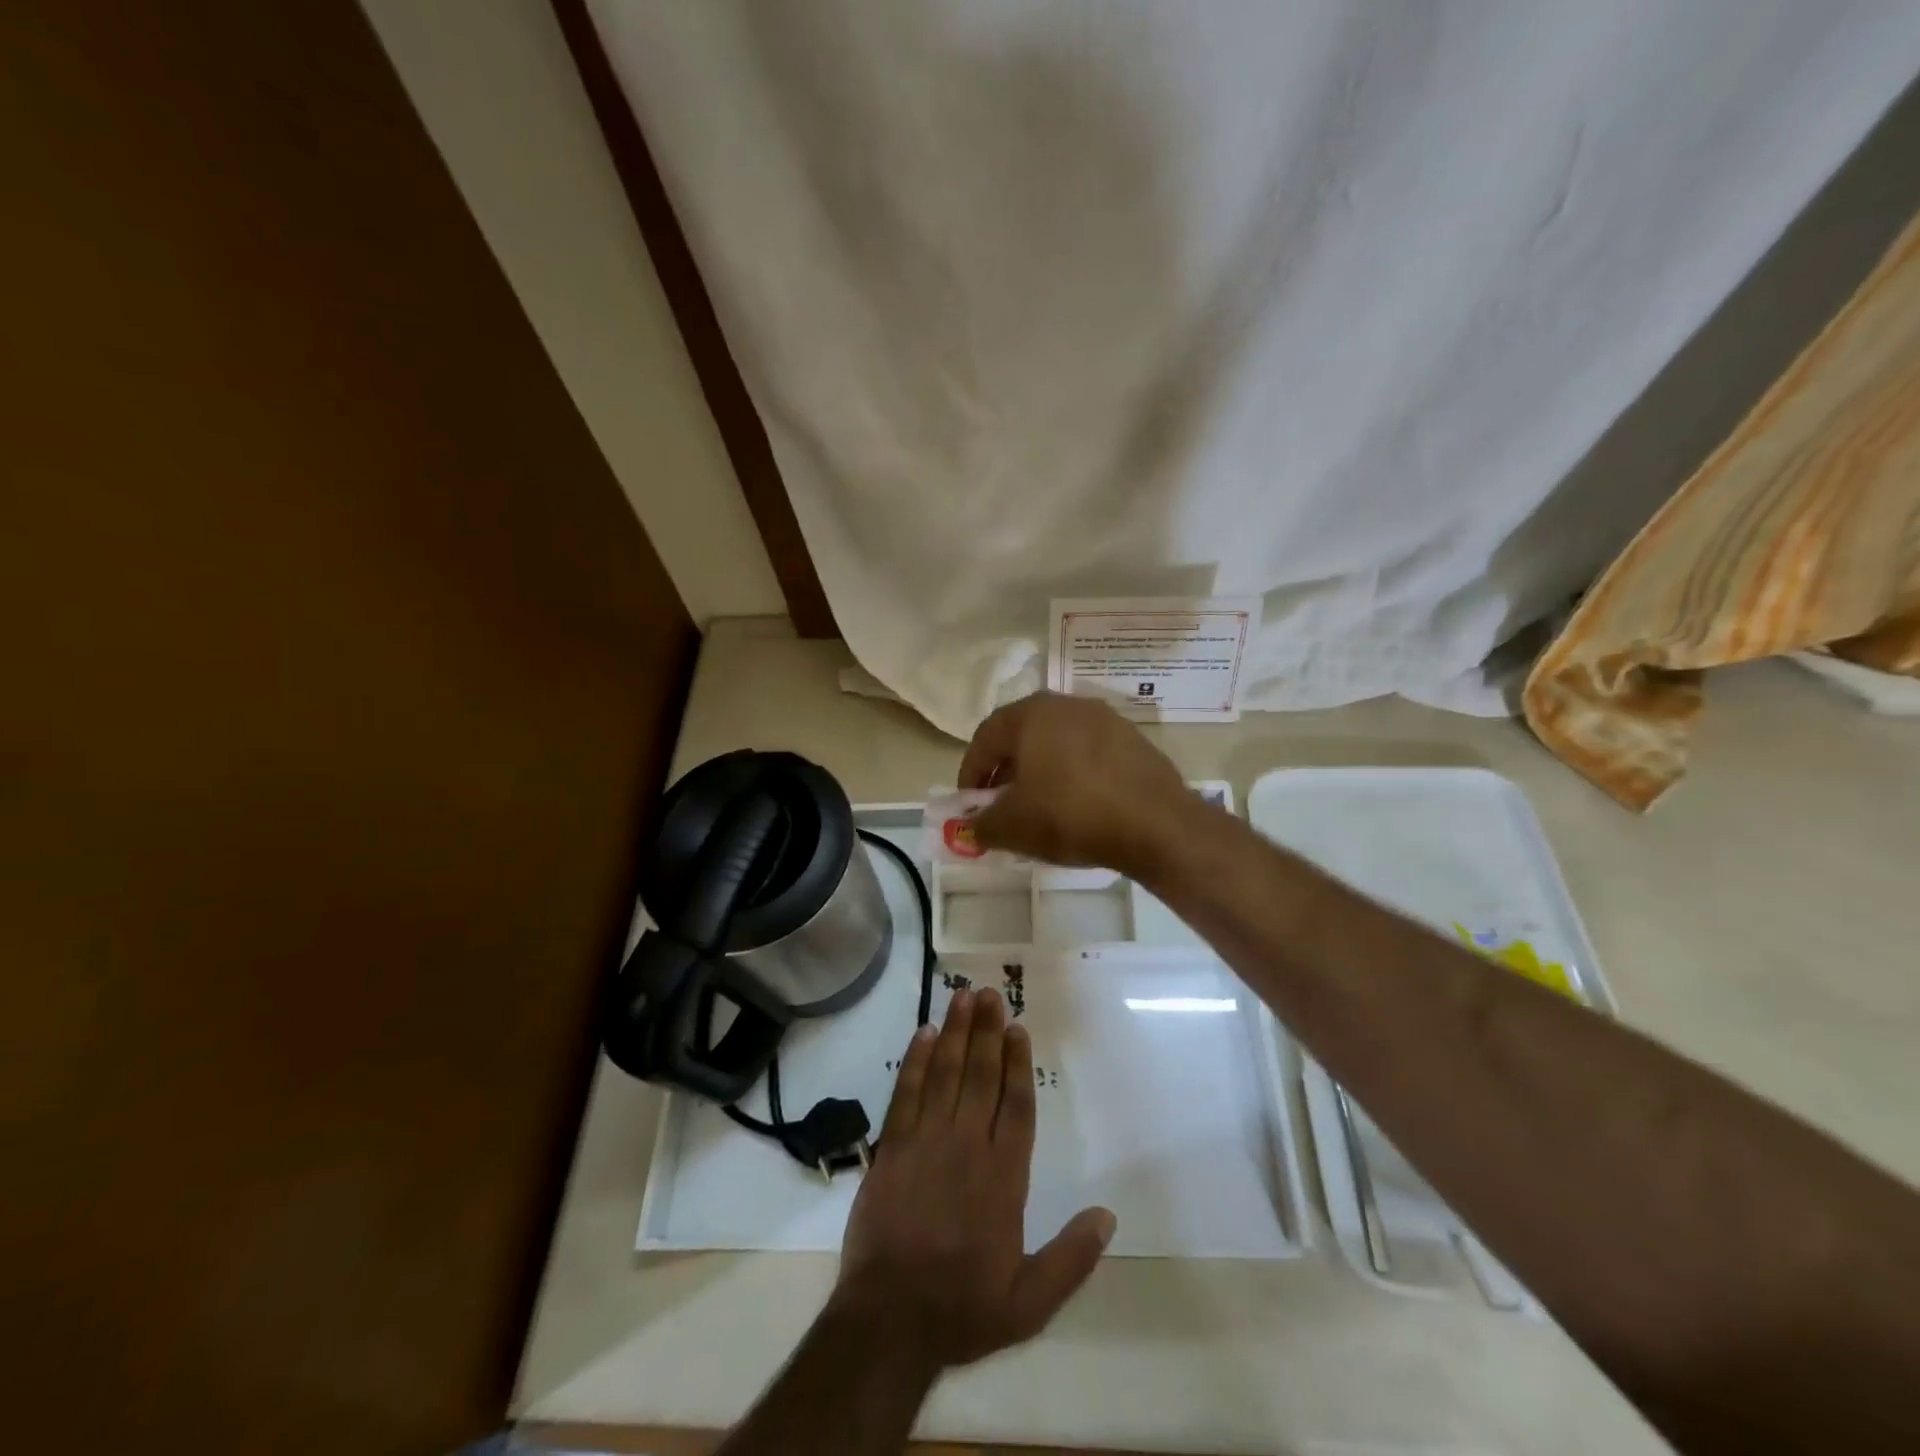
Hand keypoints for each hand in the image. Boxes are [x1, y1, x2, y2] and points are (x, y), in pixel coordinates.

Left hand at [833, 987, 1115, 1368]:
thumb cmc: (962, 1308)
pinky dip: (916, 1060)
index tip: (1018, 1029)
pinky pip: (906, 1092)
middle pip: (981, 1076)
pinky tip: (924, 1033)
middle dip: (987, 1032)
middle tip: (991, 993)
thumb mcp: (1030, 1302)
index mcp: (1004, 1178)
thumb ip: (1071, 1257)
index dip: (1018, 1064)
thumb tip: (1108, 1216)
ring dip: (956, 1033)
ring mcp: (926, 1142)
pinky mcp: (892, 1147)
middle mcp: (967, 1147)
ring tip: (963, 997)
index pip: (1016, 1107)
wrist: (888, 1321)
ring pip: (946, 1074)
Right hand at [957, 691, 1199, 873]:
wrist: (1157, 825)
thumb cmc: (1071, 815)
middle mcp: (1068, 705)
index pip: (985, 738)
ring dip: (1040, 773)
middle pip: (1022, 736)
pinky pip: (1089, 755)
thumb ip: (982, 825)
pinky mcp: (1134, 741)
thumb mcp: (1012, 827)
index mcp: (1032, 713)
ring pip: (1057, 744)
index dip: (971, 773)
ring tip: (1039, 809)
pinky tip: (1078, 807)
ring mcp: (1106, 719)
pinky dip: (1074, 776)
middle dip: (1005, 772)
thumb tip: (973, 827)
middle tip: (1000, 806)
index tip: (968, 805)